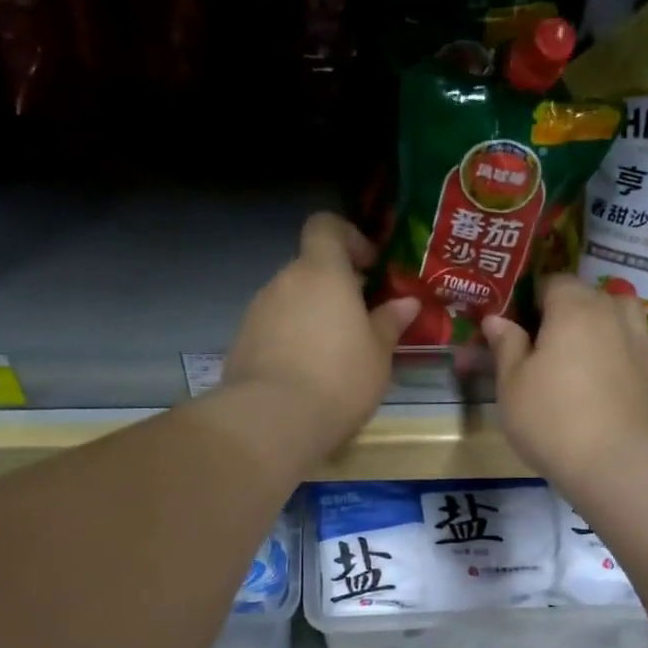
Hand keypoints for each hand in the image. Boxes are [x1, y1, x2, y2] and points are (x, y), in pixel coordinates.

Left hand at [221, 213, 419, 459]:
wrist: (273, 420)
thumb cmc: (339, 379)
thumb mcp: (378, 354)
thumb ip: (390, 322)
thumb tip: (406, 303)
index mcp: (321, 272)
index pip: (325, 227)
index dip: (348, 238)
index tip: (370, 267)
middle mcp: (284, 281)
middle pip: (310, 270)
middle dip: (335, 289)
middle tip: (362, 322)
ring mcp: (257, 311)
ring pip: (291, 302)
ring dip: (313, 318)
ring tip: (335, 356)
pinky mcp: (241, 342)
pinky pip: (274, 330)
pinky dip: (291, 342)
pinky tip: (307, 376)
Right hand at [481, 275, 647, 490]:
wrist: (610, 460)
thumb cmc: (549, 417)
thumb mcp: (511, 382)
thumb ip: (506, 344)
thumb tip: (496, 319)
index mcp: (573, 306)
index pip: (549, 282)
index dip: (527, 300)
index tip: (511, 327)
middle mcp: (609, 311)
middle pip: (581, 295)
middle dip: (557, 311)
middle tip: (533, 346)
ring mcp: (635, 337)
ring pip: (611, 312)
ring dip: (591, 322)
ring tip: (571, 351)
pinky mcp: (647, 365)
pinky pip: (626, 337)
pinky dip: (611, 343)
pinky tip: (595, 370)